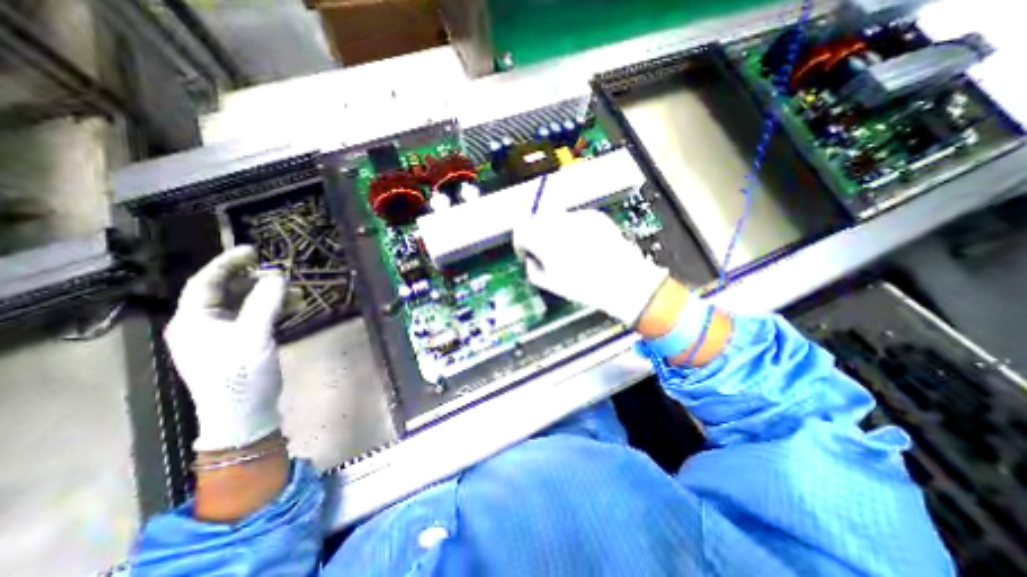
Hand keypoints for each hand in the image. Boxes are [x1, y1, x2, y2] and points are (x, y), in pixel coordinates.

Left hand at [163, 245, 285, 453]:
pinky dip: (275, 308)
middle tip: (281, 272)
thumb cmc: (241, 375)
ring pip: (246, 304)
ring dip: (270, 295)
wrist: (244, 413)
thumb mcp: (254, 337)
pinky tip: (295, 305)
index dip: (229, 263)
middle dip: (255, 280)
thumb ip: (265, 304)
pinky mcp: (241, 342)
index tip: (254, 250)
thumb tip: (279, 276)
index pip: (206, 282)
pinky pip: (257, 316)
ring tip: (296, 291)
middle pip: (227, 291)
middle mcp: (204, 324)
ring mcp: (223, 334)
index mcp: (194, 320)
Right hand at [514, 210, 675, 326]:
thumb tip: (531, 258)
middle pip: (536, 220)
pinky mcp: (594, 216)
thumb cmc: (584, 286)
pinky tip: (584, 245)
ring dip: (554, 231)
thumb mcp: (549, 283)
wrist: (624, 281)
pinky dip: (573, 229)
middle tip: (545, 252)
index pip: (520, 230)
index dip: (520, 243)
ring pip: (555, 218)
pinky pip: (575, 219)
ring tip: (568, 250)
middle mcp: (558, 222)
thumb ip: (532, 267)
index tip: (526, 253)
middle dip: (536, 235)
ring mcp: (578, 216)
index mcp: (543, 239)